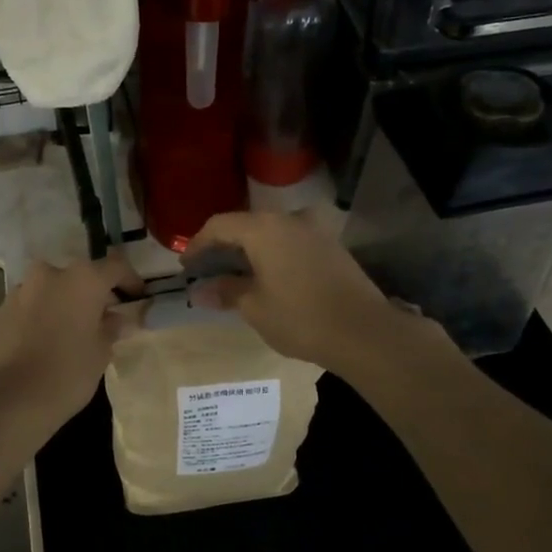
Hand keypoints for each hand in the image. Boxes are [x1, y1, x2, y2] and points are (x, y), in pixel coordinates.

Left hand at [0, 252, 140, 425]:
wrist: (10, 399)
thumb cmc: (67, 373)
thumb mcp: (101, 353)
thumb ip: (111, 328)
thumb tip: (115, 318)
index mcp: (82, 279)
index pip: (115, 266)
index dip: (130, 280)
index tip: (136, 297)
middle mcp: (50, 275)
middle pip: (78, 276)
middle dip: (91, 293)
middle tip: (102, 318)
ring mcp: (20, 290)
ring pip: (50, 290)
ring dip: (62, 303)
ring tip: (69, 331)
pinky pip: (28, 306)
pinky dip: (39, 316)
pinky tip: (42, 342)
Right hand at [186, 211, 417, 374]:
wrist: (364, 332)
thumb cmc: (300, 318)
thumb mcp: (254, 307)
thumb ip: (226, 292)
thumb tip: (200, 291)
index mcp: (264, 228)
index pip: (219, 225)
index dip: (198, 243)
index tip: (186, 265)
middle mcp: (289, 220)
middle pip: (246, 225)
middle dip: (223, 246)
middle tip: (207, 269)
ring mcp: (314, 231)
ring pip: (271, 234)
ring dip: (250, 251)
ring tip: (236, 275)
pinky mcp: (332, 247)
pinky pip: (291, 243)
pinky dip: (273, 255)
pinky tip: (268, 278)